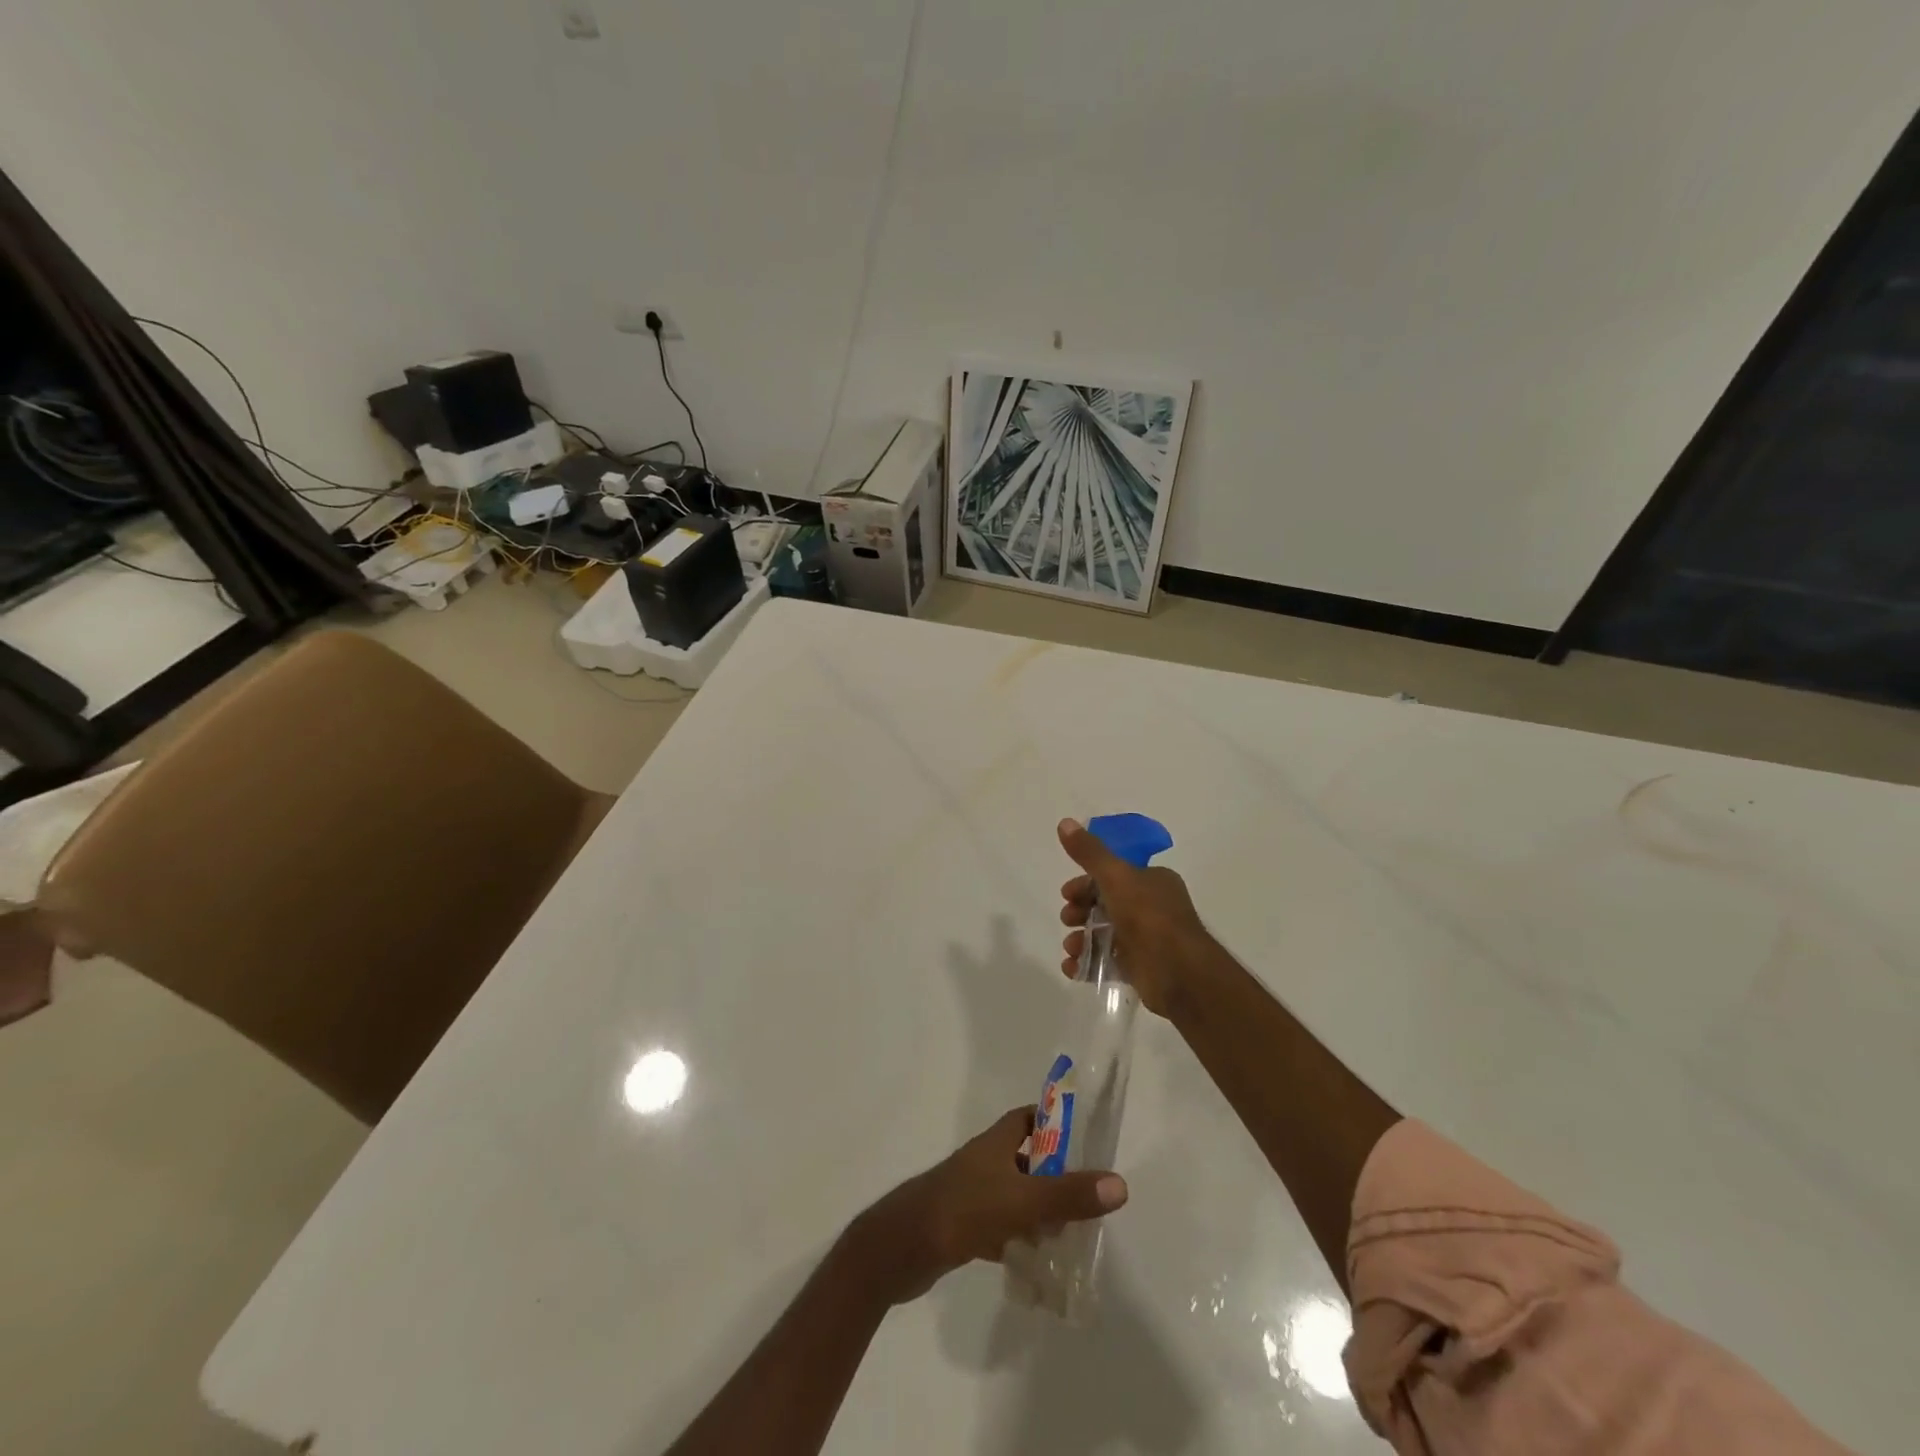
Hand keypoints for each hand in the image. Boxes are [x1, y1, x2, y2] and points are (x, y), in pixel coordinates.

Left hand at [846, 1107, 1127, 1304]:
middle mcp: (982, 1162)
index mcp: (994, 1143)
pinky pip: (998, 1228)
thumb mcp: (1021, 1201)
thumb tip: (1120, 1184)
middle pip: (1024, 1158)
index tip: (1083, 1138)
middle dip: (1053, 1175)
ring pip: (1012, 1195)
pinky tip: (1034, 1263)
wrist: (900, 1249)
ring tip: (1069, 1234)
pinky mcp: (961, 1228)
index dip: (1053, 1121)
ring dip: (1037, 1211)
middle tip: (1085, 1197)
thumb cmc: (962, 1210)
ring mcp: (970, 1195)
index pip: (1027, 1118)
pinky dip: (1017, 1240)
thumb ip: (1069, 1195)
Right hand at [1058, 817, 1212, 1016]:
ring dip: (1081, 939)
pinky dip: (1088, 965)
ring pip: (1105, 934)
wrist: (1179, 972)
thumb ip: (1089, 853)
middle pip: (1105, 905)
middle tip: (1067, 919)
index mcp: (1152, 881)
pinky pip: (1108, 963)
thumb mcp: (1116, 876)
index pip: (1113, 876)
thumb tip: (1065, 822)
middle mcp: (1151, 908)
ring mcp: (1146, 940)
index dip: (1085, 883)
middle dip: (1080, 911)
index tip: (1066, 893)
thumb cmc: (1148, 916)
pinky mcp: (1140, 968)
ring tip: (1070, 948)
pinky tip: (1072, 967)